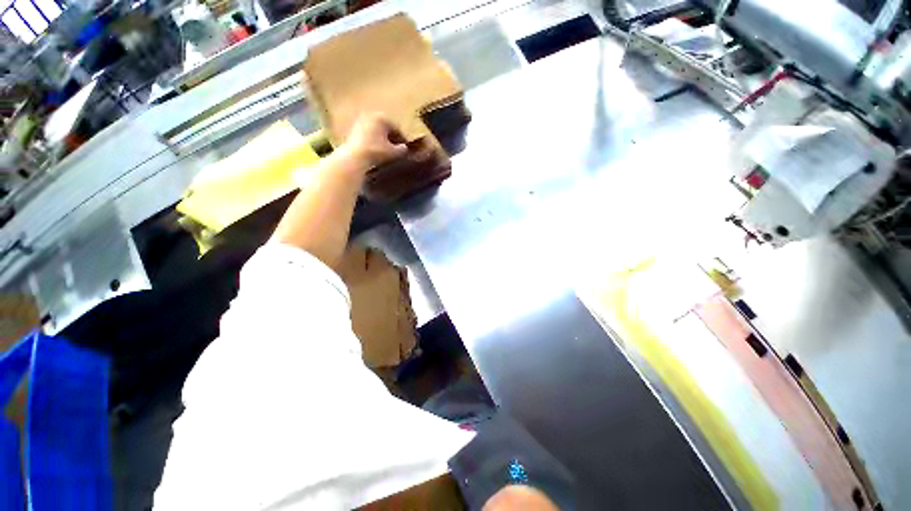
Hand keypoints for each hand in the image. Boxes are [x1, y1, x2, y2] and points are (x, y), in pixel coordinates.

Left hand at [339, 113, 408, 170]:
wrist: (355, 157)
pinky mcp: (353, 130)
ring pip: (377, 133)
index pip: (397, 129)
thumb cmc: (376, 152)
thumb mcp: (394, 152)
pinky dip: (374, 143)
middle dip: (392, 140)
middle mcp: (371, 116)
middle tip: (397, 152)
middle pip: (386, 129)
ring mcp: (360, 122)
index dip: (403, 141)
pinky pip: (368, 136)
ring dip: (383, 142)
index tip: (406, 150)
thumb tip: (405, 148)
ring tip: (387, 154)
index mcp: (382, 117)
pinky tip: (376, 153)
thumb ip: (402, 149)